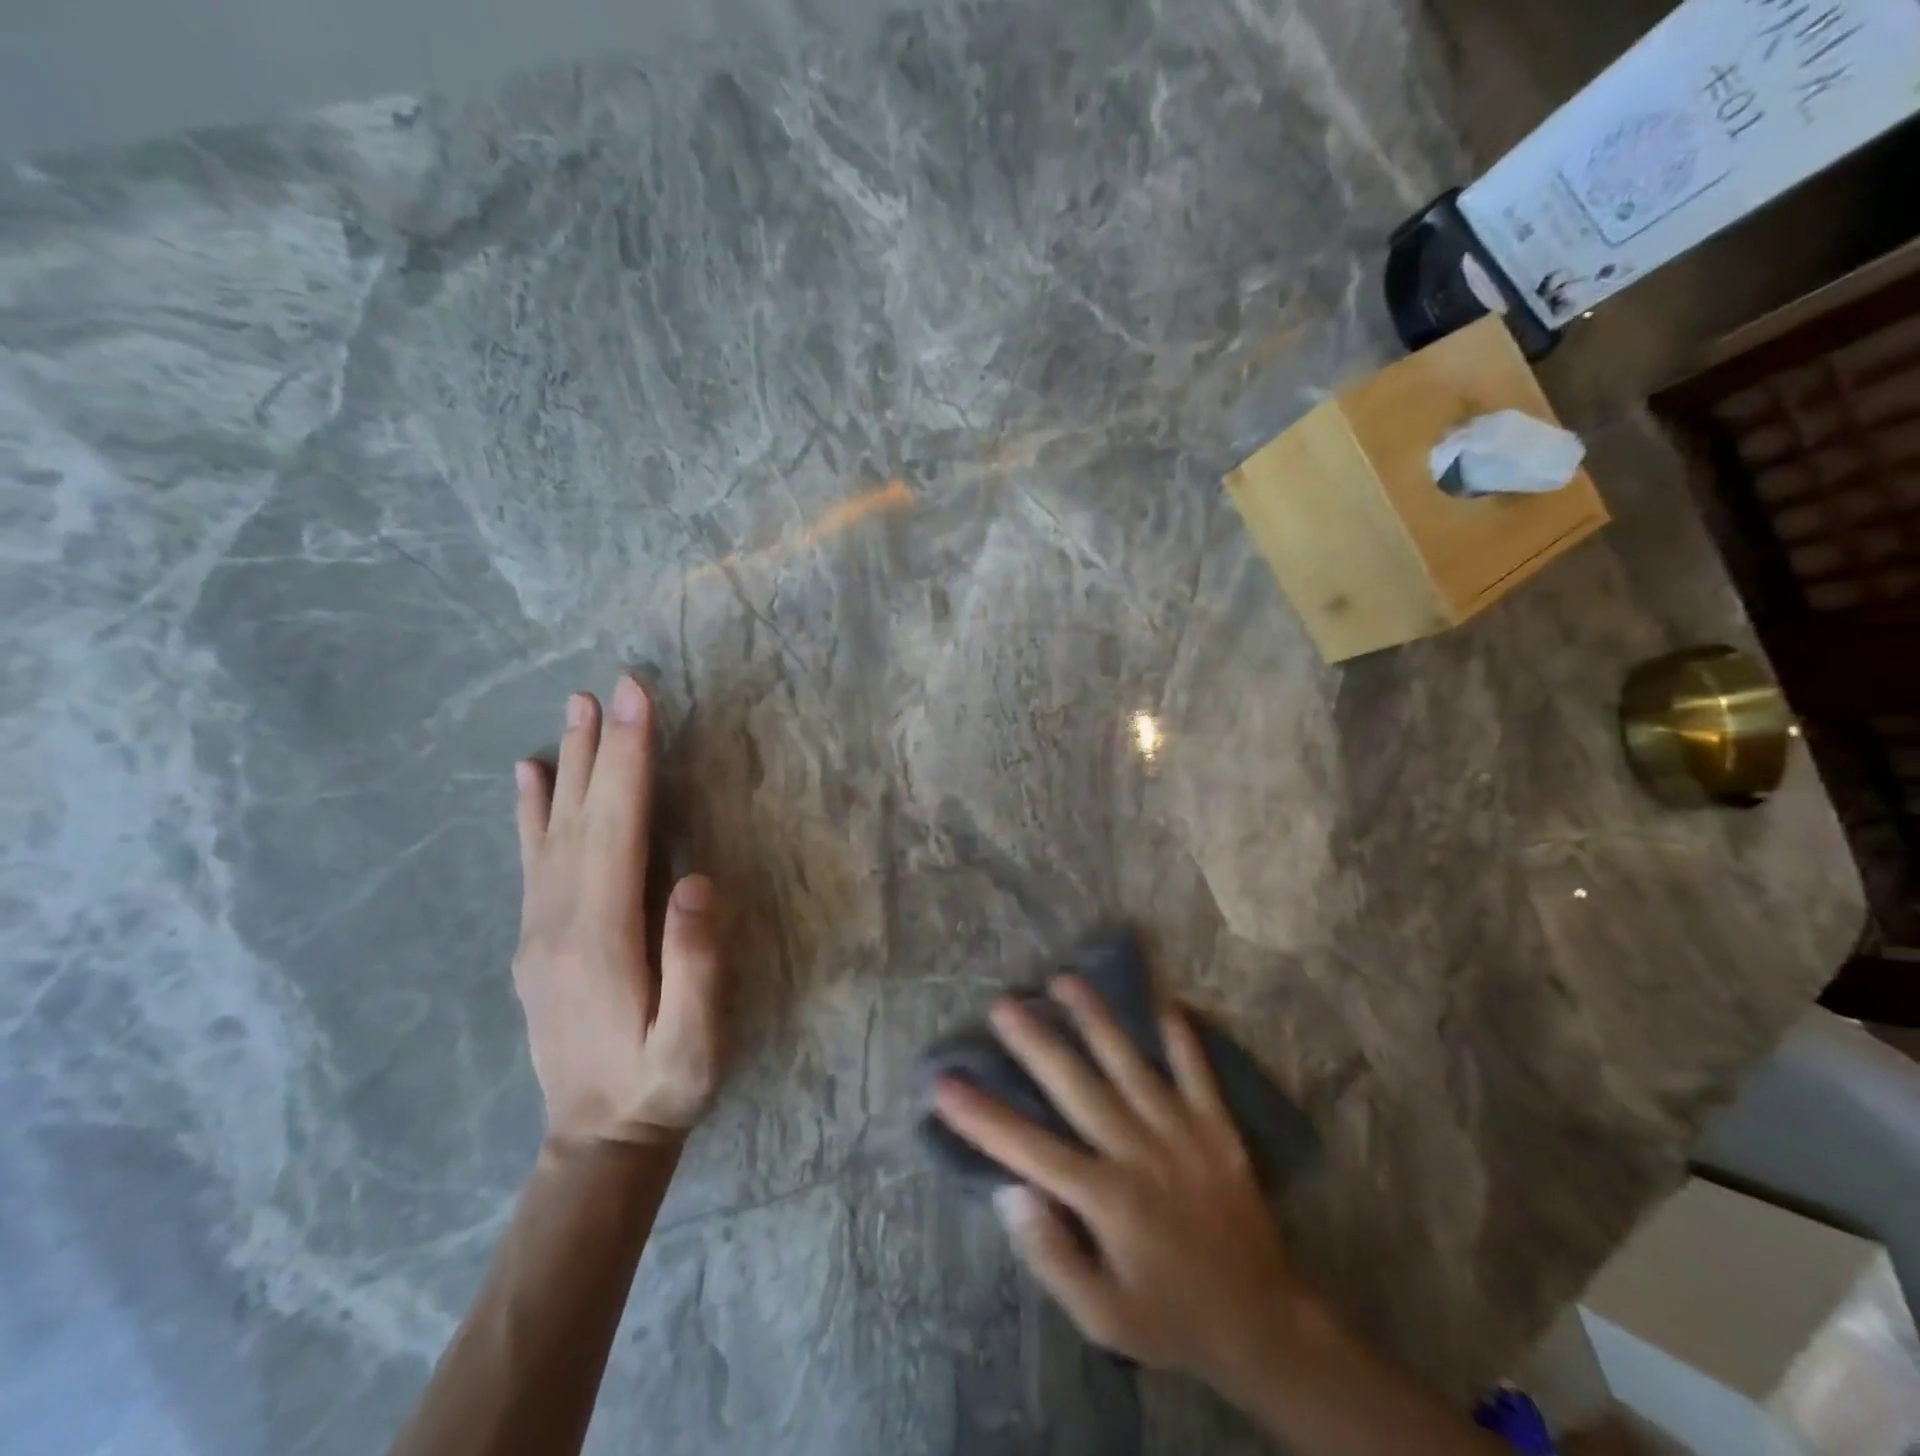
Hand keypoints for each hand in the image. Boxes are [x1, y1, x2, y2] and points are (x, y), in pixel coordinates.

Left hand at [512, 675, 725, 1147]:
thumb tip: (696, 882)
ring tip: (572, 711)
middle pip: (583, 815)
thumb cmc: (661, 1087)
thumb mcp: (693, 1043)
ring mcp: (539, 928)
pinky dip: (531, 810)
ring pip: (553, 829)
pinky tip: (531, 777)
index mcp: (602, 936)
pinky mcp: (536, 938)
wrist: (594, 1142)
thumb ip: (696, 966)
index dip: (631, 761)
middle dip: (601, 746)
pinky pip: (531, 859)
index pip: (619, 827)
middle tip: (608, 685)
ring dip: (569, 764)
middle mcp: (560, 920)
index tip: (636, 701)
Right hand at [933, 977, 1324, 1406]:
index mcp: (1107, 1199)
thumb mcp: (1102, 1318)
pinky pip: (1196, 1068)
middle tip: (1003, 1004)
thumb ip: (1052, 1257)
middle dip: (1036, 1042)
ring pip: (1129, 1063)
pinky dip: (1179, 1032)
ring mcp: (1181, 1131)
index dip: (983, 1115)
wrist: (1265, 1324)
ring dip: (1095, 1018)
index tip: (945, 1082)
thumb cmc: (1171, 1318)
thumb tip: (1010, 1193)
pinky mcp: (1216, 1125)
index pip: (1031, 1148)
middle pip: (1077, 1086)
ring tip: (1064, 979)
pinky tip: (1160, 998)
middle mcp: (1139, 1152)